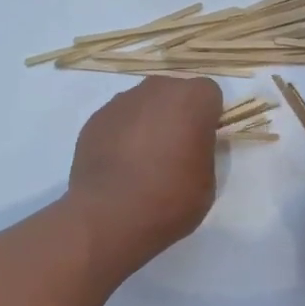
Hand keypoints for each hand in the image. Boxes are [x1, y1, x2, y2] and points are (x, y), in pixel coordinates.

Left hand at [65, 76, 222, 273]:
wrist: (109, 215)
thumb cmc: (169, 199)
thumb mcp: (207, 181)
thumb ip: (202, 151)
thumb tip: (188, 146)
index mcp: (191, 99)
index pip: (208, 94)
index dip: (207, 117)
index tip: (201, 142)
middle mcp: (156, 90)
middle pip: (174, 93)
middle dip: (177, 114)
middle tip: (174, 150)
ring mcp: (121, 102)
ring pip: (144, 104)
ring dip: (148, 122)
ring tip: (142, 161)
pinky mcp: (95, 118)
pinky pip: (118, 120)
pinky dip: (122, 134)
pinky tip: (119, 165)